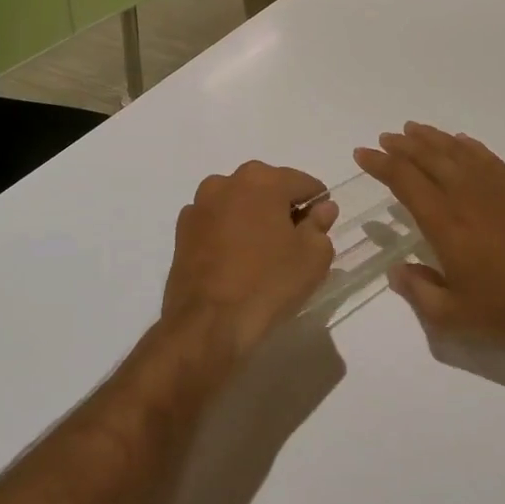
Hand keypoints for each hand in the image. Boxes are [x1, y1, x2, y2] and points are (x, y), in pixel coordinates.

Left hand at [159, 161, 339, 360]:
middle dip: (284, 209)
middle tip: (294, 244)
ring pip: (239, 203)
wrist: (207, 324)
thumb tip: (322, 208)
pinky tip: (236, 262)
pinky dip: (229, 233)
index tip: (320, 230)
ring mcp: (200, 205)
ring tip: (263, 254)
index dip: (318, 205)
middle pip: (268, 189)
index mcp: (262, 180)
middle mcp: (227, 182)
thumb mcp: (313, 257)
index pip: (304, 184)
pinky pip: (217, 223)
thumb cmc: (268, 284)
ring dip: (254, 218)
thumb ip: (321, 225)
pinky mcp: (182, 230)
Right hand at [354, 123, 504, 344]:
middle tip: (384, 138)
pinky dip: (467, 145)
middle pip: (427, 157)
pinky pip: (485, 156)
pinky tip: (459, 141)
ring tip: (413, 129)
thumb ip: (418, 291)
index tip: (362, 154)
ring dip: (431, 138)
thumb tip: (395, 272)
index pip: (404, 180)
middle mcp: (464, 194)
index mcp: (443, 221)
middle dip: (401, 145)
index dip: (380, 164)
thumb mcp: (452, 313)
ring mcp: (493, 187)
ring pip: (455, 151)